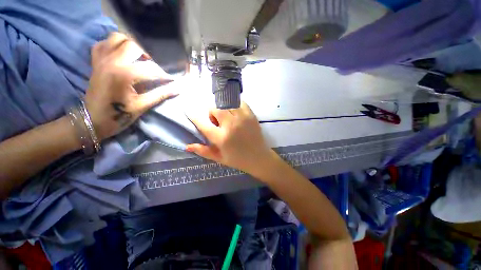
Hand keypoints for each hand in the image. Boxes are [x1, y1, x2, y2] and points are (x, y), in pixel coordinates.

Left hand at [85, 32, 176, 140]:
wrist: (92, 120)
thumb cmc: (118, 115)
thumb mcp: (142, 106)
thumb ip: (160, 94)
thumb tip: (178, 89)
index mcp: (123, 74)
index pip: (151, 69)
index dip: (165, 75)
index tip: (173, 80)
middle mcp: (111, 61)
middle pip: (134, 45)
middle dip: (149, 53)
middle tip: (157, 64)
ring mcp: (101, 59)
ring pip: (117, 38)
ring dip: (131, 44)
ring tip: (140, 56)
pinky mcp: (96, 61)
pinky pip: (103, 43)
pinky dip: (114, 45)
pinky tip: (122, 54)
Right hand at [186, 102, 275, 177]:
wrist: (259, 158)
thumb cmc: (238, 160)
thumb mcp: (219, 158)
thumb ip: (203, 151)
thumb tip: (187, 146)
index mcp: (221, 138)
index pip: (203, 124)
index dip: (194, 117)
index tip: (190, 111)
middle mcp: (231, 125)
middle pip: (215, 109)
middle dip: (212, 114)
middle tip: (217, 122)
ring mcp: (242, 118)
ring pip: (226, 104)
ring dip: (223, 109)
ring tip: (227, 118)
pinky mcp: (251, 115)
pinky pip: (239, 102)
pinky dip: (234, 105)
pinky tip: (236, 113)